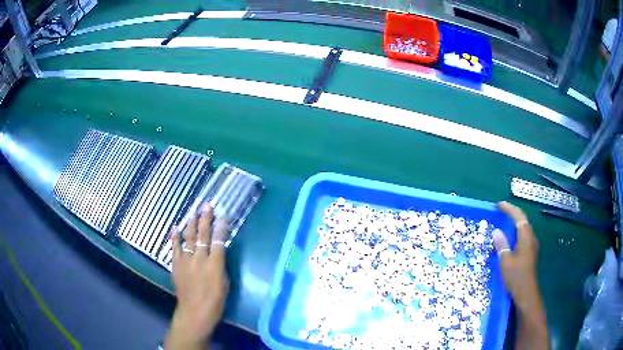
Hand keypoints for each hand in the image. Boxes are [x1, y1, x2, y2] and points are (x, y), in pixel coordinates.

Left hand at [165, 205, 230, 349]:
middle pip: (202, 235)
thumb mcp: (224, 284)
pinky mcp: (176, 265)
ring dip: (191, 224)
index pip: (218, 240)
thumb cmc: (215, 301)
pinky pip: (175, 248)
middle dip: (205, 219)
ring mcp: (186, 261)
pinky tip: (175, 228)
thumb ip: (220, 266)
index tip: (222, 215)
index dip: (221, 227)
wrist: (195, 311)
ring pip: (188, 238)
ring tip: (193, 212)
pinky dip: (175, 238)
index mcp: (215, 264)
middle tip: (206, 206)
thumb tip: (217, 254)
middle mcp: (200, 259)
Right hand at [493, 201, 540, 310]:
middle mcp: (531, 238)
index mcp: (526, 237)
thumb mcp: (505, 261)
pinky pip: (523, 237)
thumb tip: (496, 231)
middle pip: (523, 221)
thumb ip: (501, 245)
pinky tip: (509, 239)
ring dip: (514, 223)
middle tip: (501, 212)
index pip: (519, 217)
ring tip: (504, 223)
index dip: (509, 209)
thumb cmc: (516, 276)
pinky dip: (516, 233)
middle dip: (512, 214)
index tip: (498, 205)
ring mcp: (531, 246)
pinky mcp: (530, 253)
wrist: (526, 293)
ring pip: (523, 229)